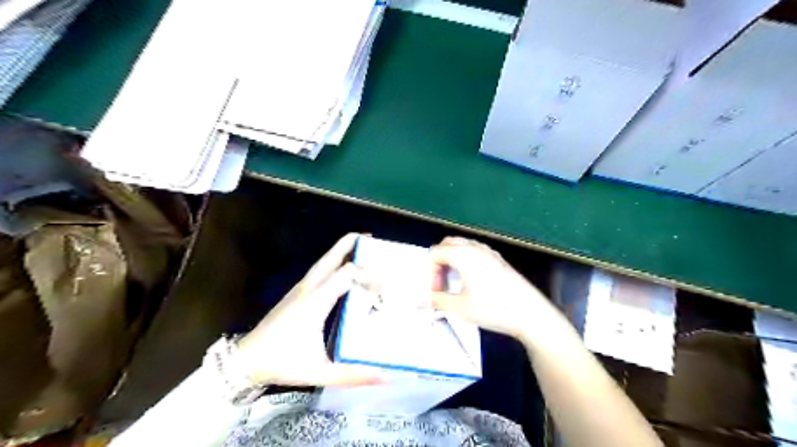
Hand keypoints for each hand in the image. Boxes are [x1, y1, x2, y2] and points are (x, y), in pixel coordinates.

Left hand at [235, 235, 382, 386]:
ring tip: (360, 246)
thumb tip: (386, 376)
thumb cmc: (282, 363)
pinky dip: (334, 262)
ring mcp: (301, 288)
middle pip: (331, 257)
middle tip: (370, 238)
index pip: (346, 274)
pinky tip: (342, 270)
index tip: (384, 288)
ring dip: (342, 250)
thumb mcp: (320, 372)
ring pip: (323, 261)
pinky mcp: (297, 293)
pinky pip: (319, 270)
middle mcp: (309, 288)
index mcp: (316, 301)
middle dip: (350, 243)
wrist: (246, 360)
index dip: (368, 274)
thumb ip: (353, 375)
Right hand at [430, 238, 559, 341]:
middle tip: (442, 282)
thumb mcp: (459, 307)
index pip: (435, 252)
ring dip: (452, 259)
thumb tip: (418, 302)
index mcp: (462, 254)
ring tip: (455, 281)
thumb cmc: (492, 308)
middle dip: (440, 261)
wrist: (529, 312)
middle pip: (448, 244)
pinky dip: (466, 259)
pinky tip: (471, 280)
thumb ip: (436, 301)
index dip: (431, 271)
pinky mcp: (498, 259)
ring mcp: (488, 251)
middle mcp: (475, 247)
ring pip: (462, 245)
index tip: (437, 290)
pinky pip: (475, 250)